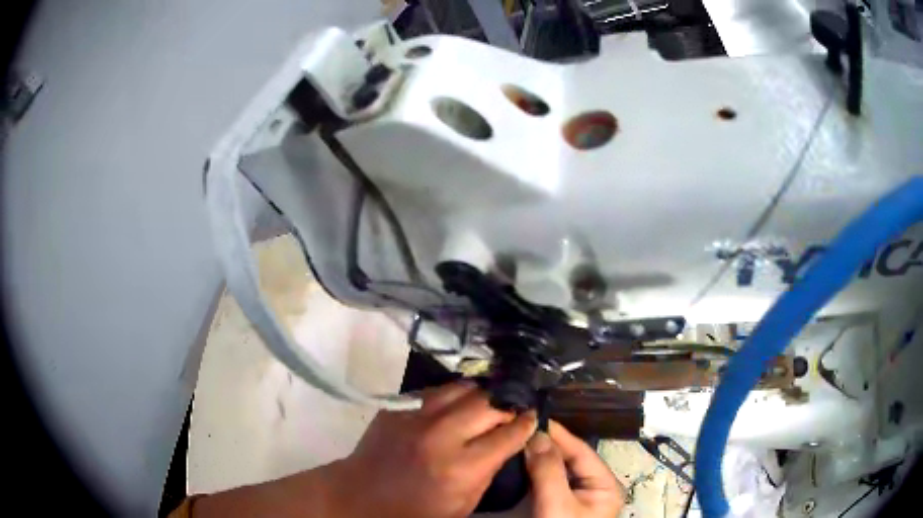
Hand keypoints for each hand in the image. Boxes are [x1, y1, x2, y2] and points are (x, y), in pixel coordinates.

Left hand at [333, 380, 536, 517]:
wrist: (361, 496)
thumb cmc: (416, 511)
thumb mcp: (462, 504)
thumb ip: (488, 471)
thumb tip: (505, 443)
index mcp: (462, 468)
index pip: (507, 434)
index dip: (525, 424)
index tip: (532, 418)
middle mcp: (442, 436)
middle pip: (488, 403)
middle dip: (506, 404)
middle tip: (511, 409)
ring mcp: (416, 418)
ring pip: (461, 388)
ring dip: (479, 394)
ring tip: (486, 401)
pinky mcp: (397, 408)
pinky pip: (433, 393)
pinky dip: (450, 397)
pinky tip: (454, 406)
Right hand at [525, 421, 624, 517]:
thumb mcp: (558, 504)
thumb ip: (549, 471)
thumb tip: (536, 434)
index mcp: (606, 485)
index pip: (582, 451)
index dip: (558, 434)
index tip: (534, 418)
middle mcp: (593, 489)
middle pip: (568, 460)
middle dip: (545, 445)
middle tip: (519, 429)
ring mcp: (575, 498)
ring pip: (556, 471)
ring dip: (537, 458)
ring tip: (516, 441)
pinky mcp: (557, 507)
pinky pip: (546, 484)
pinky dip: (532, 473)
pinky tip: (518, 463)